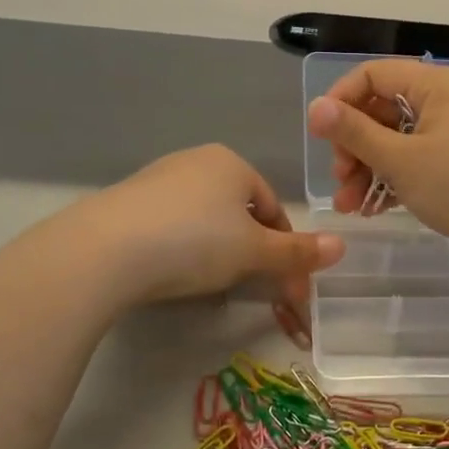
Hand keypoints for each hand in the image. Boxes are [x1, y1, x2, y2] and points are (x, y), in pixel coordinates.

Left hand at [67, 144, 343, 344]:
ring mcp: (157, 179)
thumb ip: (297, 251)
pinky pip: (169, 224)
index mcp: (232, 163)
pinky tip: (171, 271)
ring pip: (204, 219)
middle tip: (248, 287)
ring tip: (208, 283)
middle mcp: (195, 161)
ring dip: (216, 250)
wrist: (105, 250)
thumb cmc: (195, 242)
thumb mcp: (253, 252)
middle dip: (250, 250)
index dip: (284, 247)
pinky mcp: (127, 202)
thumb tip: (342, 246)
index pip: (272, 207)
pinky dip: (180, 248)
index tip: (284, 285)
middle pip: (239, 212)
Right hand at [306, 60, 448, 275]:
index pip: (373, 75)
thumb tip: (315, 108)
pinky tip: (369, 209)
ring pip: (394, 141)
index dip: (341, 100)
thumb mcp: (399, 159)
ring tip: (348, 205)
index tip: (321, 135)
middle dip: (353, 145)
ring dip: (366, 170)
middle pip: (381, 110)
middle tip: (340, 178)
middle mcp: (443, 102)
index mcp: (434, 86)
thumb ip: (354, 132)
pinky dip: (390, 181)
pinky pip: (412, 163)